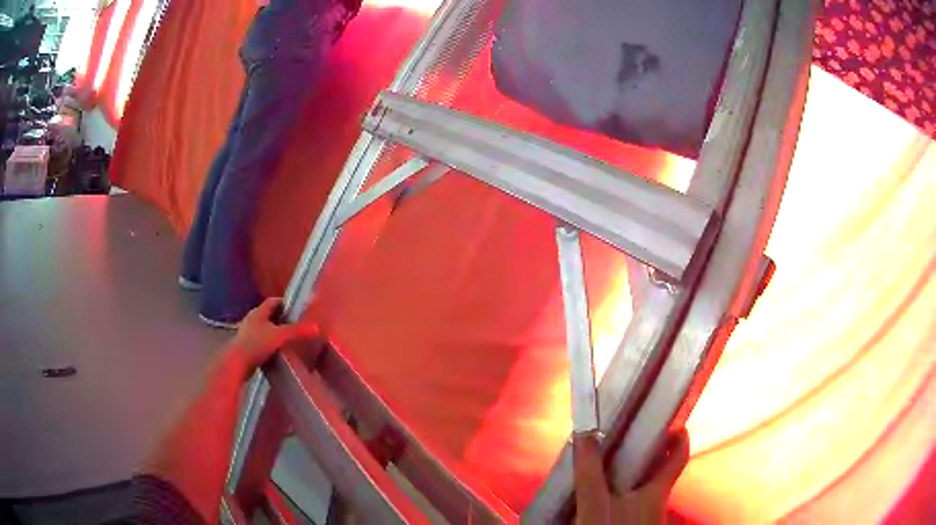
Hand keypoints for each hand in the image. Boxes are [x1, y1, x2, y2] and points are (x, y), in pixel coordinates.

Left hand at [225, 298, 318, 374]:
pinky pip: (261, 341)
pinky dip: (270, 344)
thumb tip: (316, 327)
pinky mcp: (247, 347)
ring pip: (264, 329)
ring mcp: (248, 333)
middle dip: (281, 318)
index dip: (285, 303)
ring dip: (275, 332)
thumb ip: (297, 331)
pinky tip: (277, 351)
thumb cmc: (256, 344)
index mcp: (258, 312)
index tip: (297, 309)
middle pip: (268, 315)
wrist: (237, 363)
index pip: (273, 301)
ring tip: (288, 338)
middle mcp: (252, 320)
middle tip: (295, 324)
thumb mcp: (279, 336)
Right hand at [574, 429, 689, 524]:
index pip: (679, 456)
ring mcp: (646, 515)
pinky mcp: (634, 523)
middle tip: (620, 442)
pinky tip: (597, 498)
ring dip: (626, 476)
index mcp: (657, 490)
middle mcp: (656, 501)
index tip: (670, 418)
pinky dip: (617, 495)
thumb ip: (590, 474)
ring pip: (642, 488)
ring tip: (601, 467)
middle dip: (643, 455)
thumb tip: (584, 434)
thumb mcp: (596, 505)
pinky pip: (629, 503)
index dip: (678, 434)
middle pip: (658, 471)